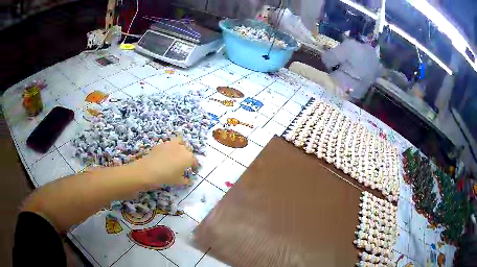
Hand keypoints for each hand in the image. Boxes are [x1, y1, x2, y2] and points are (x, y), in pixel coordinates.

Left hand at [131, 137, 197, 186]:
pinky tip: (166, 155)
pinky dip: (170, 148)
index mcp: (188, 157)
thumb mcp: (178, 182)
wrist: (148, 170)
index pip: (194, 160)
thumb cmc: (166, 177)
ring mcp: (171, 144)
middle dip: (188, 155)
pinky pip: (169, 144)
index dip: (195, 166)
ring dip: (181, 146)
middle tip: (185, 163)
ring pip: (180, 141)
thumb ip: (186, 180)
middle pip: (188, 149)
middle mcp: (181, 148)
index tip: (193, 170)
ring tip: (177, 154)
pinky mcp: (161, 144)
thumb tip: (189, 180)